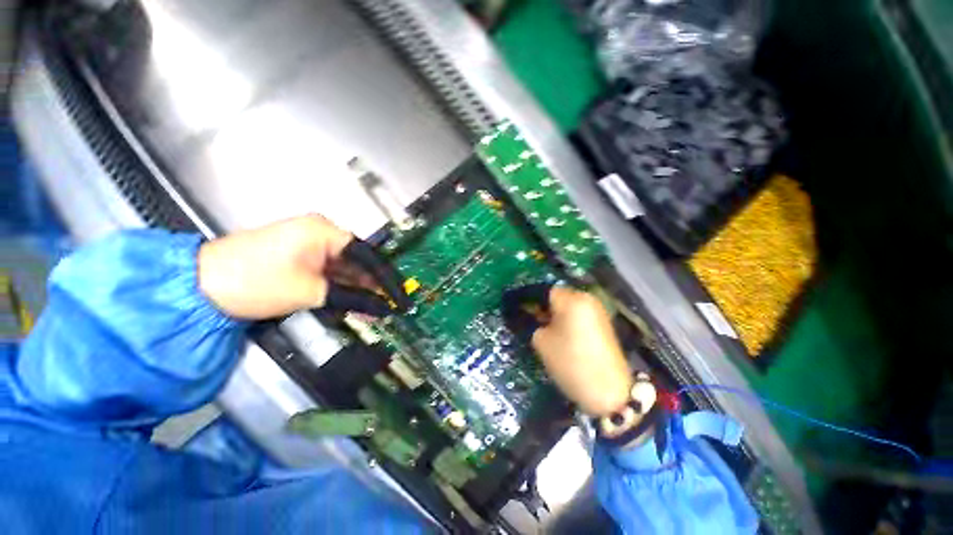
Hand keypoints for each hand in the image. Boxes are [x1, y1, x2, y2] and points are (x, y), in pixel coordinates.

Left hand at [198, 215, 407, 319]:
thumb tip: (384, 310)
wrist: (199, 285)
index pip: (368, 255)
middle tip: (392, 306)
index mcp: (326, 231)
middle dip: (375, 285)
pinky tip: (357, 302)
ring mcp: (311, 244)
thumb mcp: (311, 292)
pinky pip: (332, 272)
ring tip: (379, 309)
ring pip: (346, 268)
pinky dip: (343, 288)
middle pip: (359, 261)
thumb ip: (353, 298)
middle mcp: (322, 232)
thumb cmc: (257, 281)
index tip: (401, 296)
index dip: (388, 278)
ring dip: (360, 288)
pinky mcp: (302, 257)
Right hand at [531, 287, 632, 416]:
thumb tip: (537, 317)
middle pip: (560, 296)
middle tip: (537, 323)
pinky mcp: (605, 323)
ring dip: (559, 314)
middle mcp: (587, 299)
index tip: (525, 313)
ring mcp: (599, 311)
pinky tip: (565, 336)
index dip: (533, 301)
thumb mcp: (542, 342)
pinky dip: (571, 320)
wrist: (608, 392)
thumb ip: (535, 323)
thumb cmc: (570, 362)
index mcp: (571, 300)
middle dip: (547, 307)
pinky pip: (581, 315)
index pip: (546, 291)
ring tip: (551, 331)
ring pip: (571, 306)